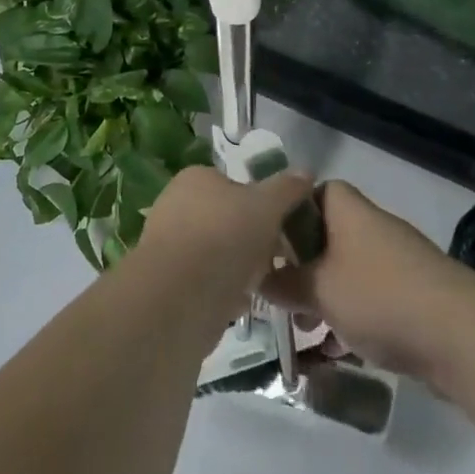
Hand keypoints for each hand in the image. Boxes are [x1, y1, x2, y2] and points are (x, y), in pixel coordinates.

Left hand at [136, 165, 314, 322]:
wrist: (178, 298)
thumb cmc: (224, 237)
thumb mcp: (266, 205)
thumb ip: (287, 188)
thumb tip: (305, 173)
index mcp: (196, 178)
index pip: (236, 184)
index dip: (263, 203)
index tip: (284, 225)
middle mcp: (178, 204)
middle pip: (229, 218)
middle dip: (255, 238)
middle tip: (279, 257)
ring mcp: (170, 244)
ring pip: (219, 251)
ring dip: (242, 266)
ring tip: (264, 281)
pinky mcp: (169, 281)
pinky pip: (207, 279)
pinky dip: (225, 289)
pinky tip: (243, 301)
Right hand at [261, 181, 470, 385]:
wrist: (459, 335)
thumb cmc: (379, 296)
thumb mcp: (318, 289)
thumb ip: (284, 283)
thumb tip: (258, 278)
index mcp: (346, 210)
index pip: (310, 194)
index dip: (286, 216)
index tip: (266, 247)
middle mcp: (370, 227)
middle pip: (324, 237)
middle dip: (300, 268)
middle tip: (279, 296)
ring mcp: (394, 261)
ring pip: (345, 272)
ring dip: (322, 298)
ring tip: (303, 331)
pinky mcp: (411, 295)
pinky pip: (368, 299)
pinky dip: (349, 319)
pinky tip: (335, 351)